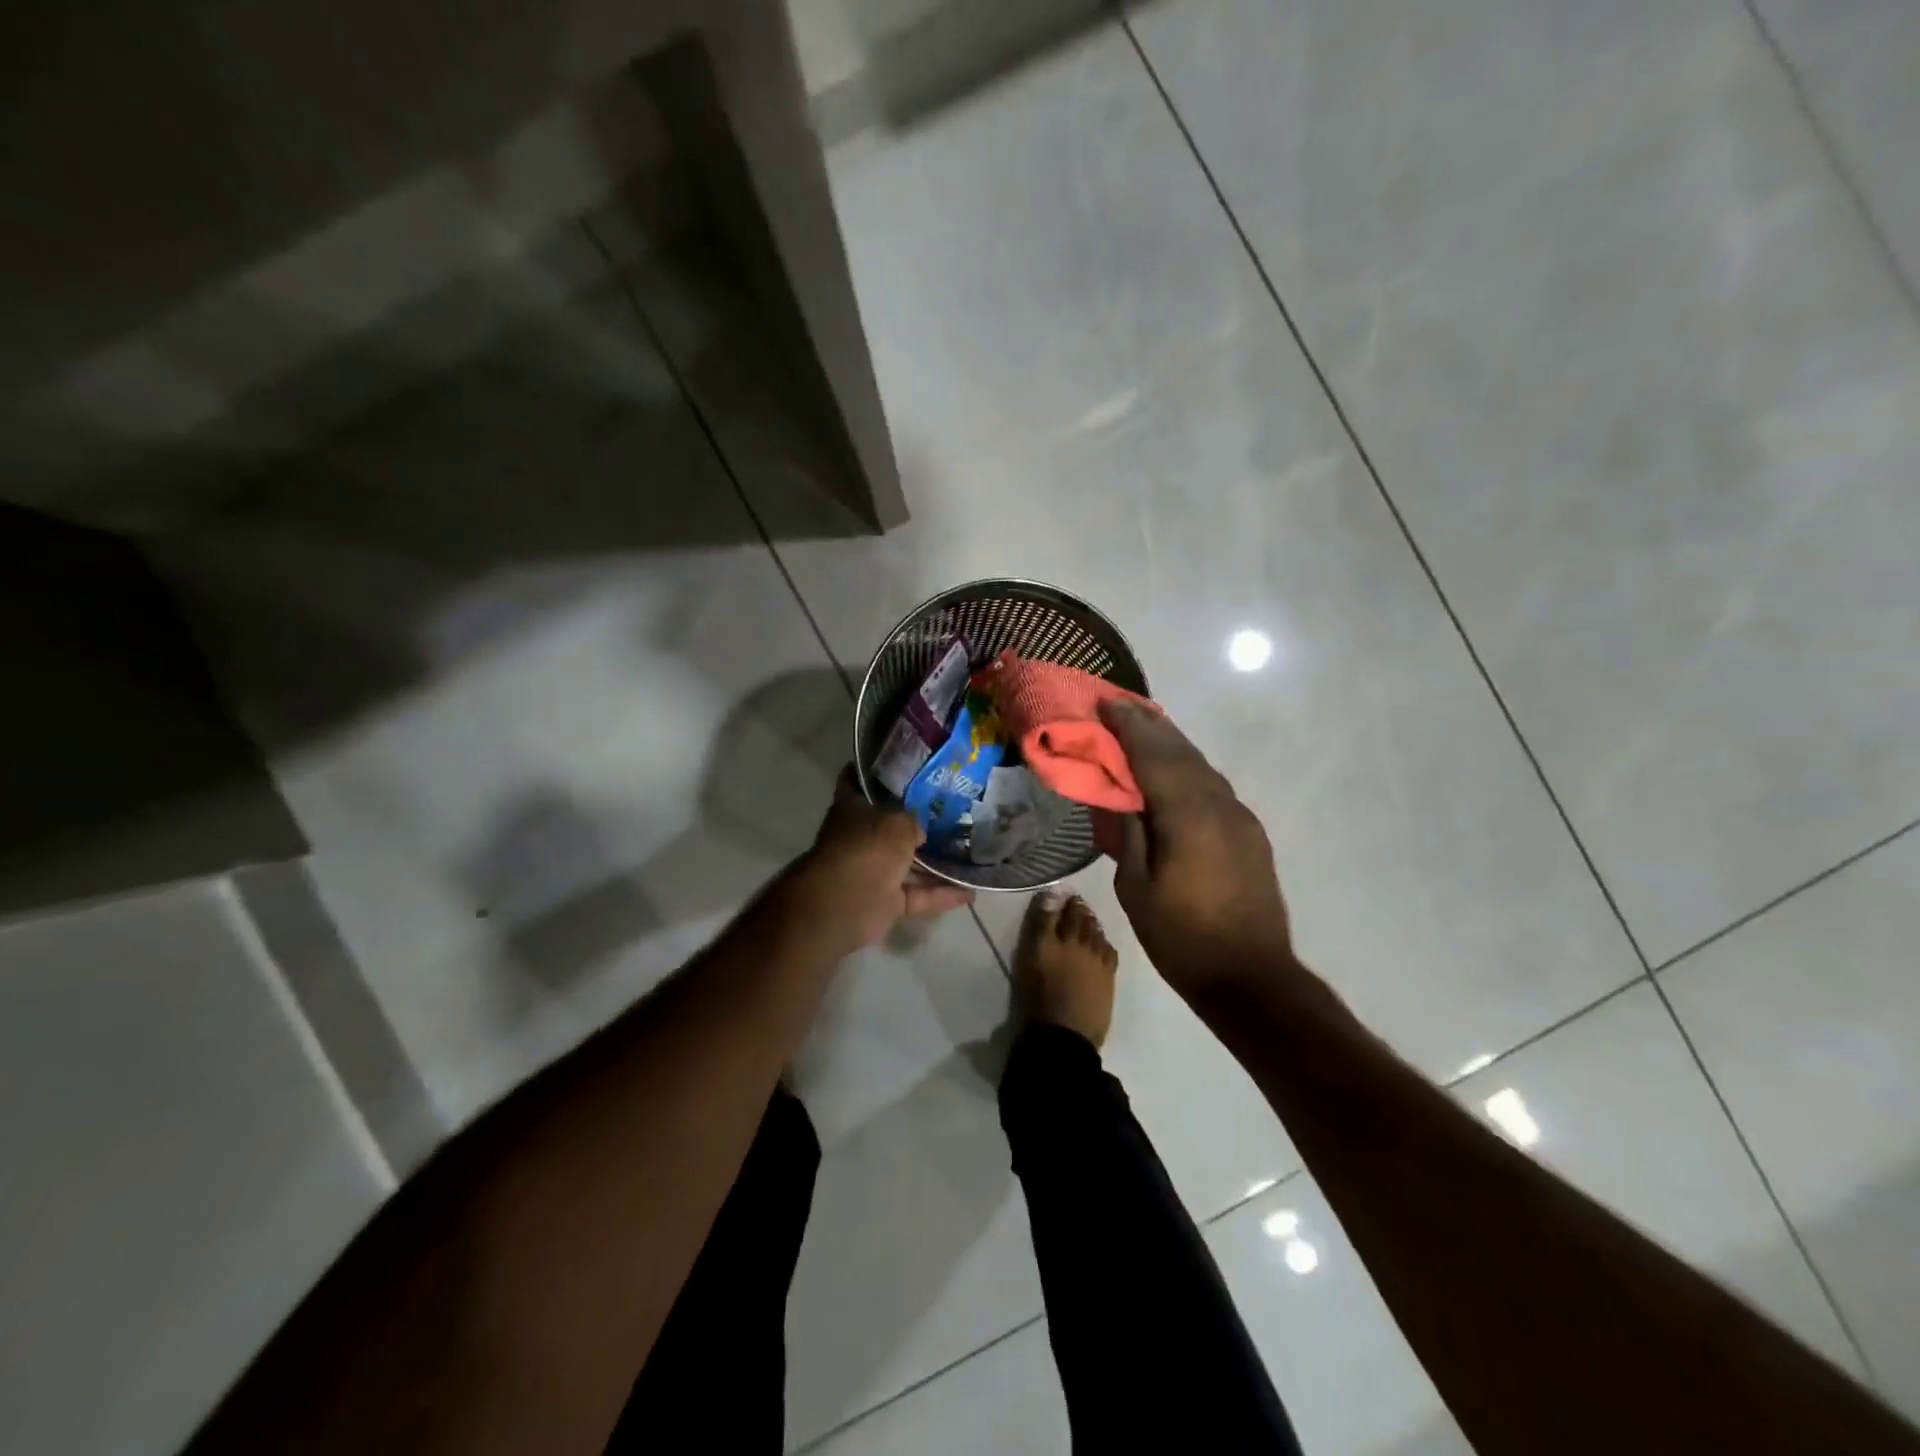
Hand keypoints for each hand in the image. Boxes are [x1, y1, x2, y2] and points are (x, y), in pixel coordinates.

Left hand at [783, 768, 975, 957]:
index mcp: (852, 810)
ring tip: (970, 853)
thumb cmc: (868, 848)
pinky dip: (941, 894)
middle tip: (953, 811)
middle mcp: (861, 839)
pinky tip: (971, 891)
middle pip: (891, 827)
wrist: (846, 904)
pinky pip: (918, 895)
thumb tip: (921, 832)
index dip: (872, 772)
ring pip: (909, 865)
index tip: (899, 763)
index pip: (856, 783)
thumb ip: (914, 821)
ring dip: (936, 864)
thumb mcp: (899, 821)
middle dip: (918, 822)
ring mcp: (873, 872)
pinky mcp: (886, 902)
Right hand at [1097, 700, 1295, 1001]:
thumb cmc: (1183, 938)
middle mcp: (1220, 806)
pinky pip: (1214, 787)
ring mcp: (1241, 818)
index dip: (1129, 727)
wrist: (1251, 978)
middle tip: (1121, 706)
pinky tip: (1175, 771)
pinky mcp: (1250, 834)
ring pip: (1202, 768)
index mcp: (1188, 816)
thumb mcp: (1136, 888)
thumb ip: (1129, 834)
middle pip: (1182, 753)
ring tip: (1145, 728)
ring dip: (1172, 745)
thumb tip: (1121, 797)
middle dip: (1150, 726)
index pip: (1154, 756)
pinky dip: (1189, 769)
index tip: (1107, 703)